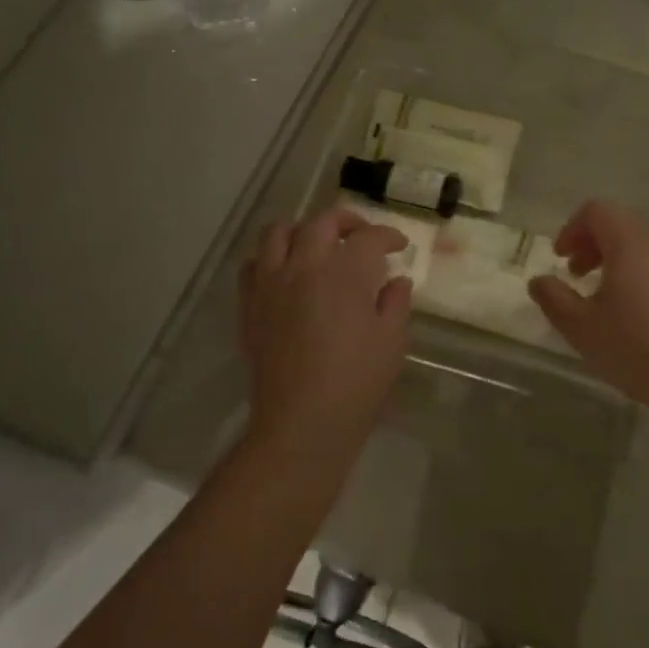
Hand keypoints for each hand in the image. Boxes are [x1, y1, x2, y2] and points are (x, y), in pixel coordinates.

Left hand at [239, 206, 412, 455]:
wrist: (301, 426)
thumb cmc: (356, 384)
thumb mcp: (392, 342)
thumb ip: (395, 303)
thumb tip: (397, 281)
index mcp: (344, 274)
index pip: (368, 237)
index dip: (388, 236)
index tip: (399, 246)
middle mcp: (303, 267)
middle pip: (322, 221)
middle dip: (348, 221)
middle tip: (363, 236)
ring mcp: (271, 285)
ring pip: (278, 232)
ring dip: (302, 231)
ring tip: (318, 246)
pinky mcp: (249, 307)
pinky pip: (253, 266)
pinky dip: (271, 259)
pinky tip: (287, 275)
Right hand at [528, 200, 648, 407]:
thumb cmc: (639, 348)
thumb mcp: (582, 328)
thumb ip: (554, 298)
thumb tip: (539, 281)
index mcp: (630, 240)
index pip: (596, 210)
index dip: (572, 229)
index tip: (561, 259)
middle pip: (622, 224)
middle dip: (594, 244)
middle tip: (579, 277)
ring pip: (647, 244)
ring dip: (621, 259)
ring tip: (611, 297)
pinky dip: (648, 273)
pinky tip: (645, 311)